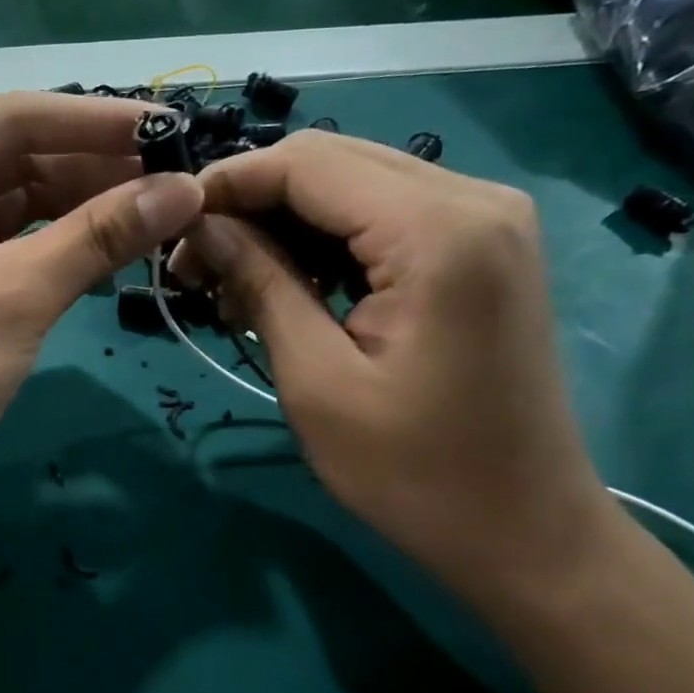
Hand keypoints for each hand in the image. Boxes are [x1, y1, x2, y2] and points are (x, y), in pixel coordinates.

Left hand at [0, 93, 203, 511]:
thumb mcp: (14, 294)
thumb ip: (99, 235)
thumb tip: (187, 188)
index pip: (10, 120)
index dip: (94, 121)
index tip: (171, 127)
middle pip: (21, 159)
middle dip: (98, 168)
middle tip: (179, 175)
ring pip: (28, 204)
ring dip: (92, 208)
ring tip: (165, 209)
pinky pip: (25, 246)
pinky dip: (71, 247)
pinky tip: (125, 246)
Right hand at [173, 130, 620, 601]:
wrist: (524, 531)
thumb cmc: (413, 471)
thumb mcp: (315, 378)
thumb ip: (260, 282)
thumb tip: (201, 225)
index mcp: (437, 230)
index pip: (305, 164)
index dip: (226, 184)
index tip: (168, 229)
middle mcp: (473, 199)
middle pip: (329, 161)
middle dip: (249, 202)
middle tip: (194, 265)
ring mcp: (485, 219)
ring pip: (351, 182)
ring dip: (282, 221)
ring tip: (231, 284)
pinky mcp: (481, 246)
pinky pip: (382, 214)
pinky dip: (323, 238)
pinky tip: (287, 285)